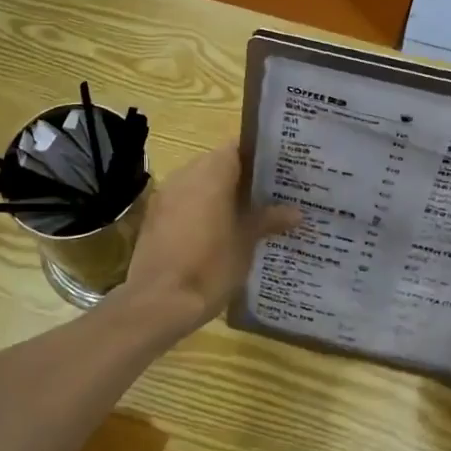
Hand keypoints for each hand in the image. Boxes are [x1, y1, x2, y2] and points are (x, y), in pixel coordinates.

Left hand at [123, 144, 299, 330]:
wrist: (158, 303)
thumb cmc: (210, 266)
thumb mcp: (247, 243)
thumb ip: (269, 220)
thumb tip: (296, 211)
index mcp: (211, 172)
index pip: (238, 147)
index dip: (260, 157)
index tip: (280, 171)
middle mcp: (185, 175)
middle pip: (219, 164)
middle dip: (243, 178)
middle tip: (270, 195)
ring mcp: (166, 196)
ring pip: (200, 184)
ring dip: (221, 195)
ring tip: (249, 215)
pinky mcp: (155, 218)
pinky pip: (185, 203)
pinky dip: (202, 210)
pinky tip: (219, 233)